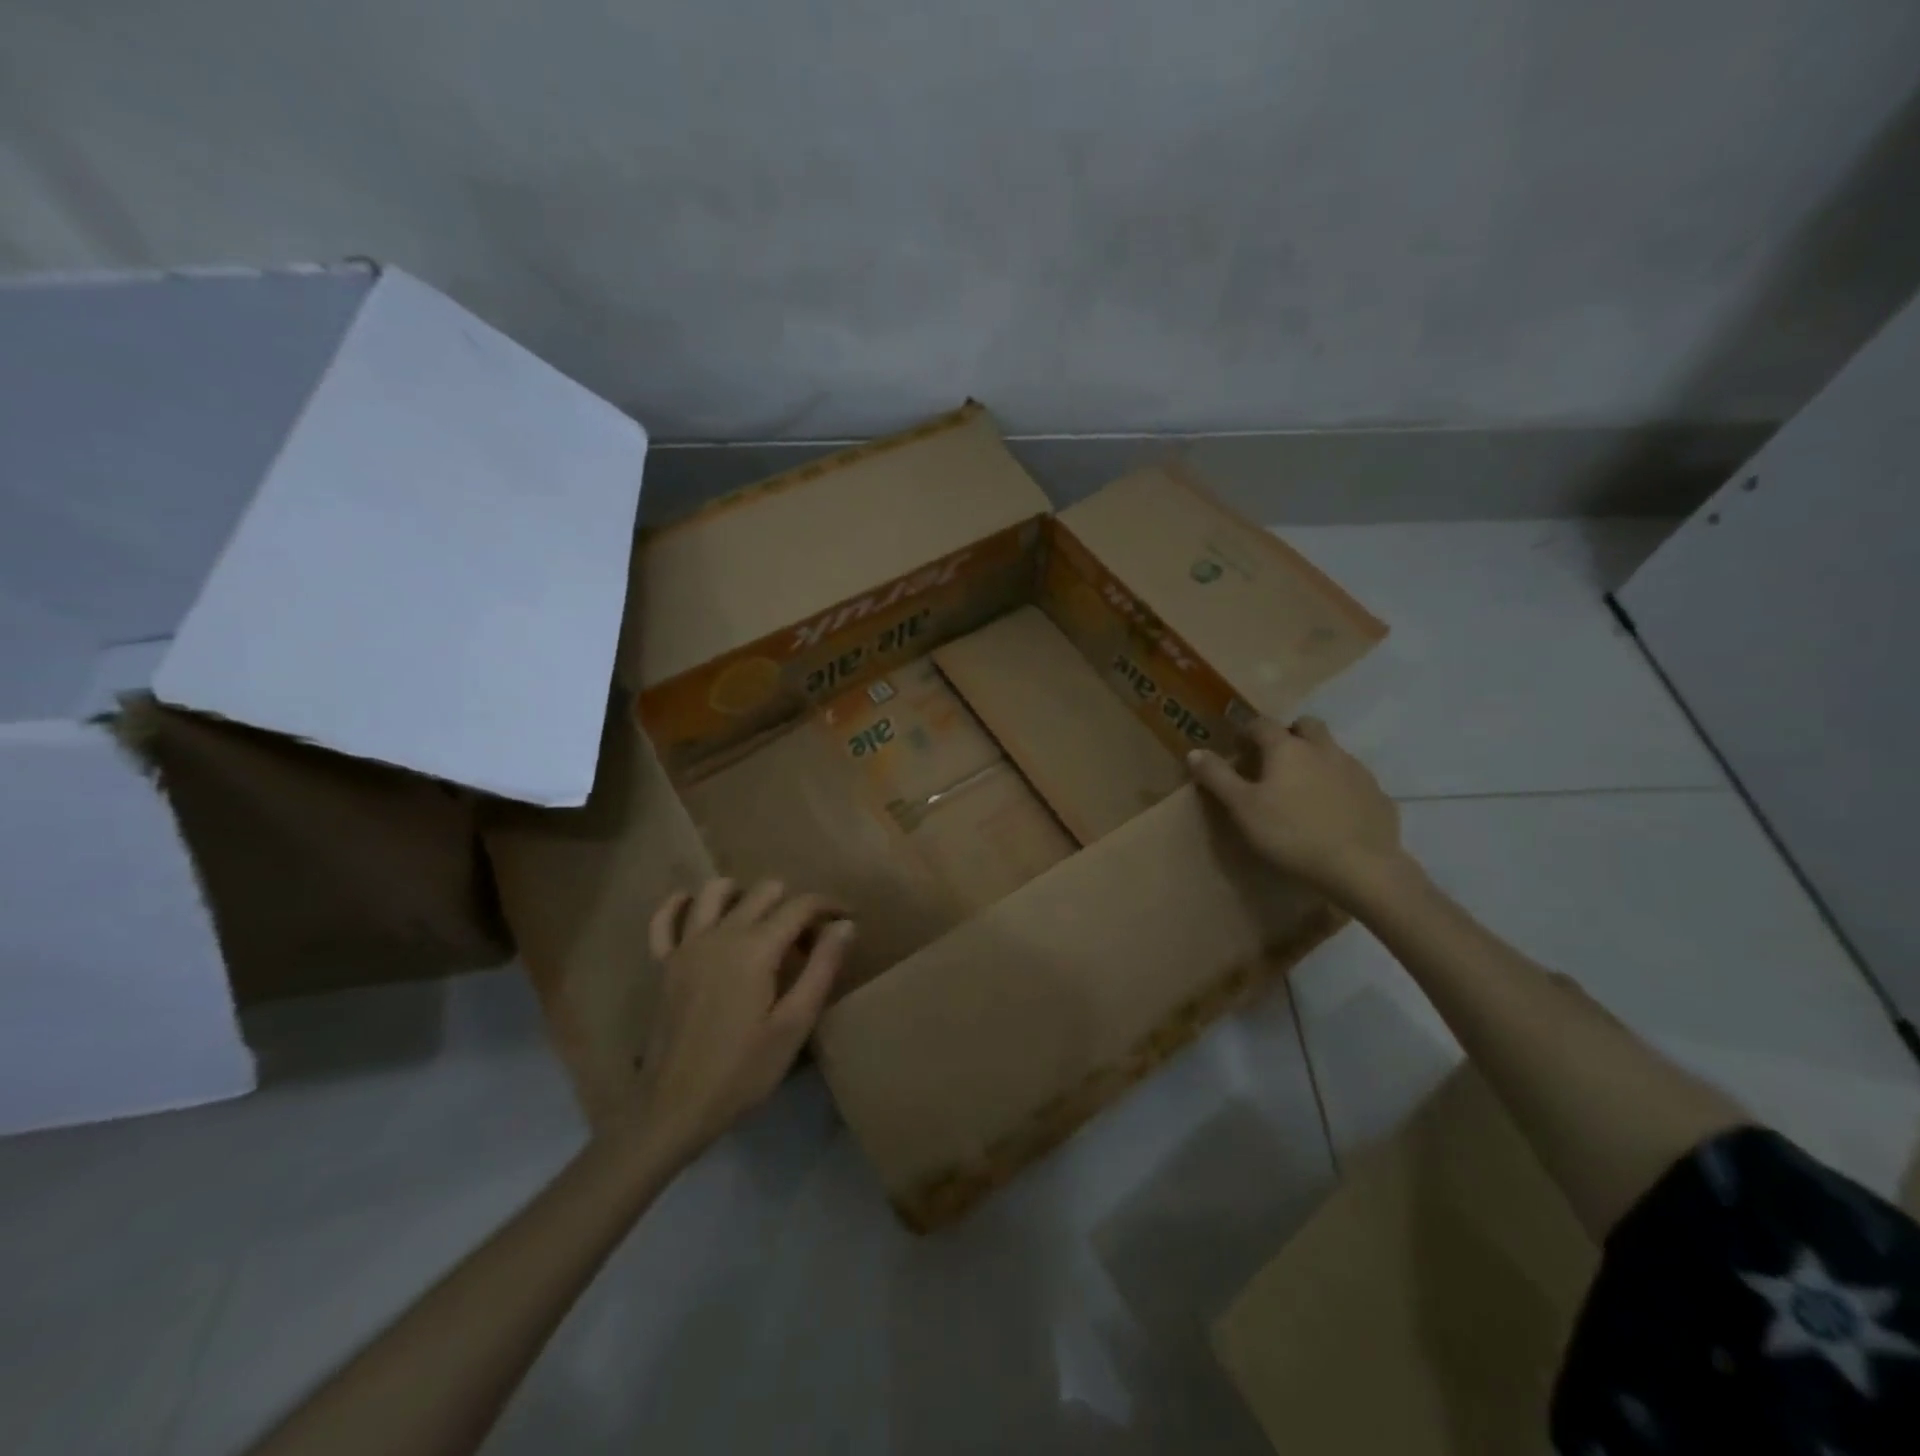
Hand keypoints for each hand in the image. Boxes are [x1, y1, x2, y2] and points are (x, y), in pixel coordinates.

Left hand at [630, 878, 855, 1164]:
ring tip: (762, 922)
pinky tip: (699, 910)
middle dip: (794, 904)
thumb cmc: (743, 1071)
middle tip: (809, 941)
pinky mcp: (663, 964)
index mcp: (756, 948)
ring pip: (716, 890)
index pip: (801, 905)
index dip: (829, 906)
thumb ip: (822, 968)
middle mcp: (721, 934)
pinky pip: (665, 918)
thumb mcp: (794, 1024)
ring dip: (744, 895)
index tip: (848, 920)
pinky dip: (682, 904)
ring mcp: (686, 946)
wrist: (674, 1108)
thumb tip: (846, 925)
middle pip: (764, 891)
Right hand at [1186, 716, 1406, 902]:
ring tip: (1304, 789)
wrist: (1360, 867)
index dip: (1247, 731)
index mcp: (1287, 748)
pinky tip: (1334, 812)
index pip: (1262, 724)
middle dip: (1290, 734)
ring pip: (1333, 751)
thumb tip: (1195, 752)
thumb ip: (1218, 777)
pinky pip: (1354, 780)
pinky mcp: (1378, 795)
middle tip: (1276, 760)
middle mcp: (1324, 749)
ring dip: (1317, 759)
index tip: (1238, 748)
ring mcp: (1356, 770)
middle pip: (1307, 725)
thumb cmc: (1291, 834)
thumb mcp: (1243, 808)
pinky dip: (1340, 786)